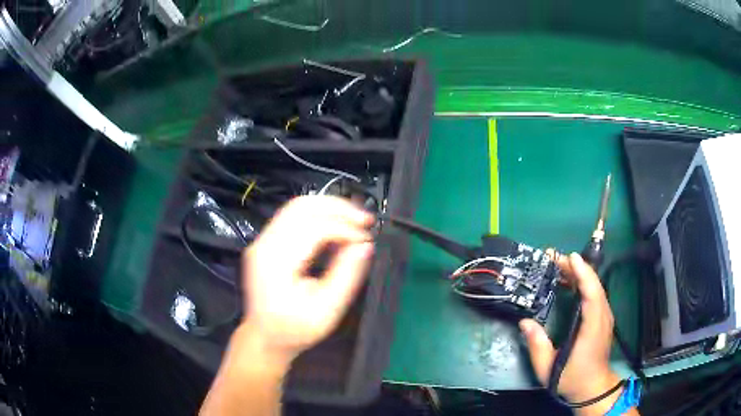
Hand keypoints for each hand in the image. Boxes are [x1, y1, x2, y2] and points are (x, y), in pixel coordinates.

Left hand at [240, 196, 374, 363]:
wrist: (265, 337)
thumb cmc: (294, 330)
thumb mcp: (326, 311)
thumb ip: (346, 276)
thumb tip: (365, 246)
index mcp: (275, 262)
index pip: (312, 228)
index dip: (344, 228)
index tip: (367, 239)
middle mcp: (264, 243)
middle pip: (301, 206)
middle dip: (337, 208)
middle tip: (366, 219)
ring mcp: (263, 240)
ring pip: (297, 206)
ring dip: (329, 208)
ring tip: (356, 219)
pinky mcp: (268, 241)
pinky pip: (294, 217)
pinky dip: (319, 215)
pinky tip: (337, 225)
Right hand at [520, 253, 621, 414]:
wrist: (593, 388)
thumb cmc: (572, 379)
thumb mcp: (548, 368)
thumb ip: (537, 345)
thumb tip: (525, 322)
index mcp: (592, 329)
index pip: (592, 295)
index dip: (583, 274)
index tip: (571, 258)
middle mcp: (603, 318)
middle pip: (594, 286)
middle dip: (577, 268)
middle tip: (555, 259)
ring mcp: (605, 318)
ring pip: (596, 288)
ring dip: (580, 274)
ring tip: (560, 267)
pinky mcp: (602, 319)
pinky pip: (595, 295)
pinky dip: (584, 284)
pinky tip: (571, 283)